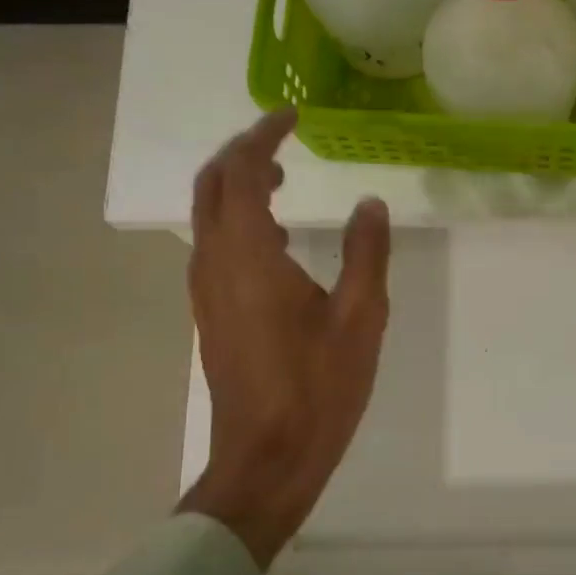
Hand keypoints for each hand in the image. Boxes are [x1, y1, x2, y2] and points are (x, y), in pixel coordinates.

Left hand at [176, 110, 390, 569]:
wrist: (267, 457)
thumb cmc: (318, 388)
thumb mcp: (360, 318)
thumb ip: (366, 253)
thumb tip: (369, 204)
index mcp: (247, 256)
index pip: (240, 173)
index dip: (263, 136)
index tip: (293, 117)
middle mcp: (214, 264)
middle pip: (211, 187)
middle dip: (242, 154)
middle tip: (283, 142)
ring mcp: (206, 292)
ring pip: (209, 218)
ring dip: (239, 188)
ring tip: (283, 180)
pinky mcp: (211, 315)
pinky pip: (216, 247)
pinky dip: (239, 222)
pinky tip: (277, 241)